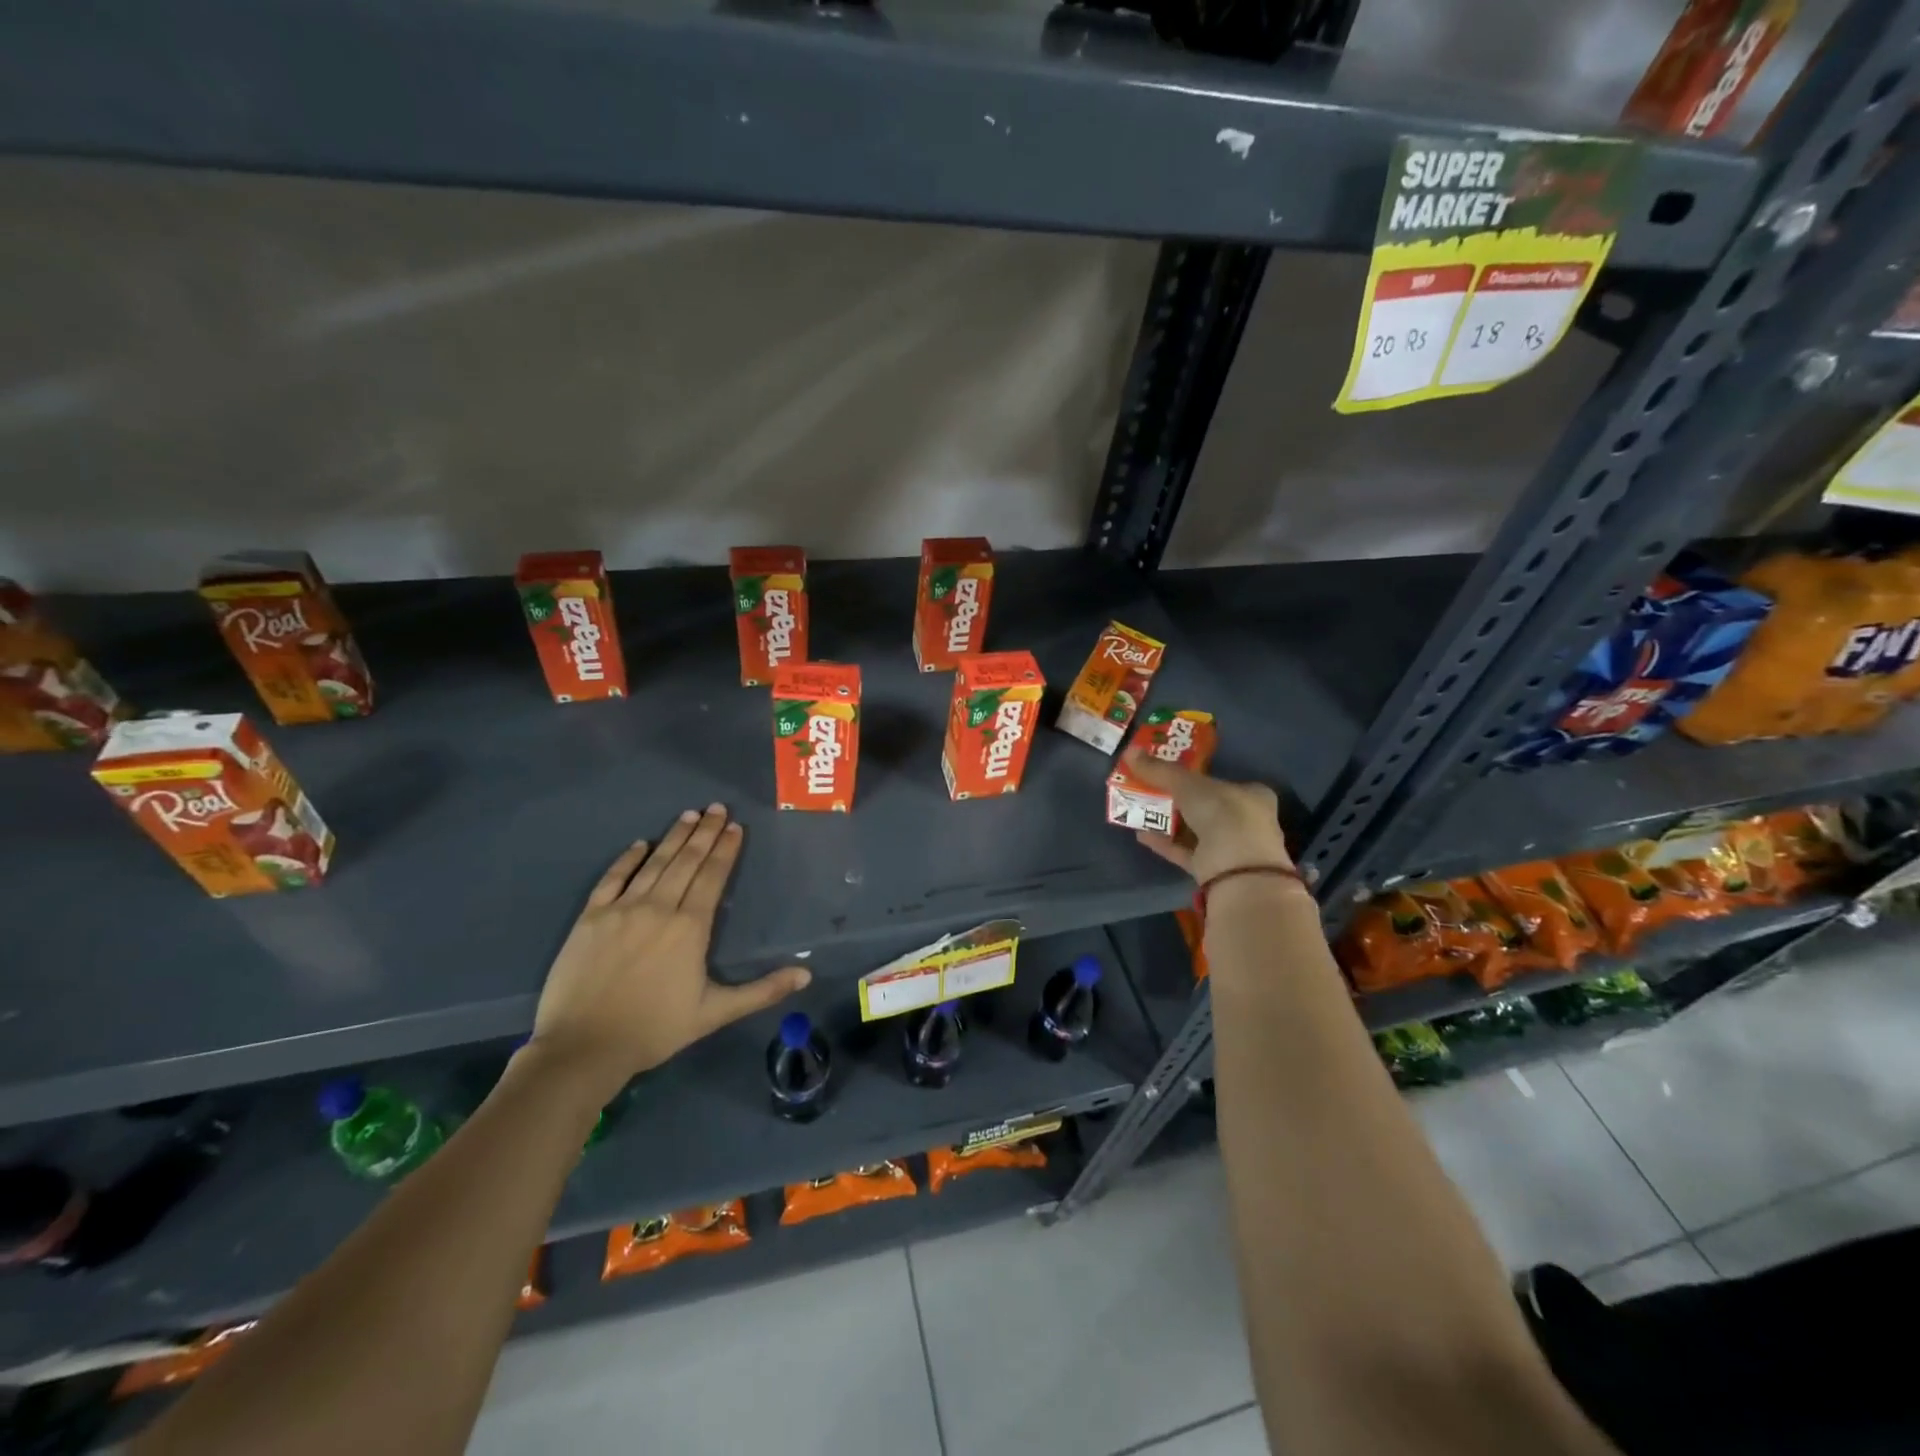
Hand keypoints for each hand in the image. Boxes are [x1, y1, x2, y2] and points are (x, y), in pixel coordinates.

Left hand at [526, 804, 809, 1097]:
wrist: (583, 1047)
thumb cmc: (655, 1029)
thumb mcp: (715, 1013)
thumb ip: (762, 991)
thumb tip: (807, 977)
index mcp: (690, 927)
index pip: (712, 877)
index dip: (725, 850)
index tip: (735, 827)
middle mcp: (658, 908)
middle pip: (686, 861)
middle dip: (704, 832)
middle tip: (717, 807)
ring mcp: (621, 909)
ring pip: (654, 864)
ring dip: (674, 837)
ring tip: (689, 815)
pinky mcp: (590, 918)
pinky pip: (612, 879)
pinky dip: (627, 859)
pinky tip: (640, 844)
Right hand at [1124, 748, 1294, 886]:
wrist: (1239, 871)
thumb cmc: (1224, 814)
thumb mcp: (1188, 785)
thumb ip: (1159, 770)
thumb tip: (1129, 751)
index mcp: (1252, 795)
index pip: (1223, 782)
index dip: (1197, 776)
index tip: (1171, 773)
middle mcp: (1246, 821)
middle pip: (1206, 806)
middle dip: (1177, 800)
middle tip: (1149, 790)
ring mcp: (1231, 849)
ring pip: (1194, 831)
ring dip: (1168, 822)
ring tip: (1140, 810)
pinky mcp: (1215, 871)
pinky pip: (1185, 852)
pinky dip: (1165, 843)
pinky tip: (1141, 834)